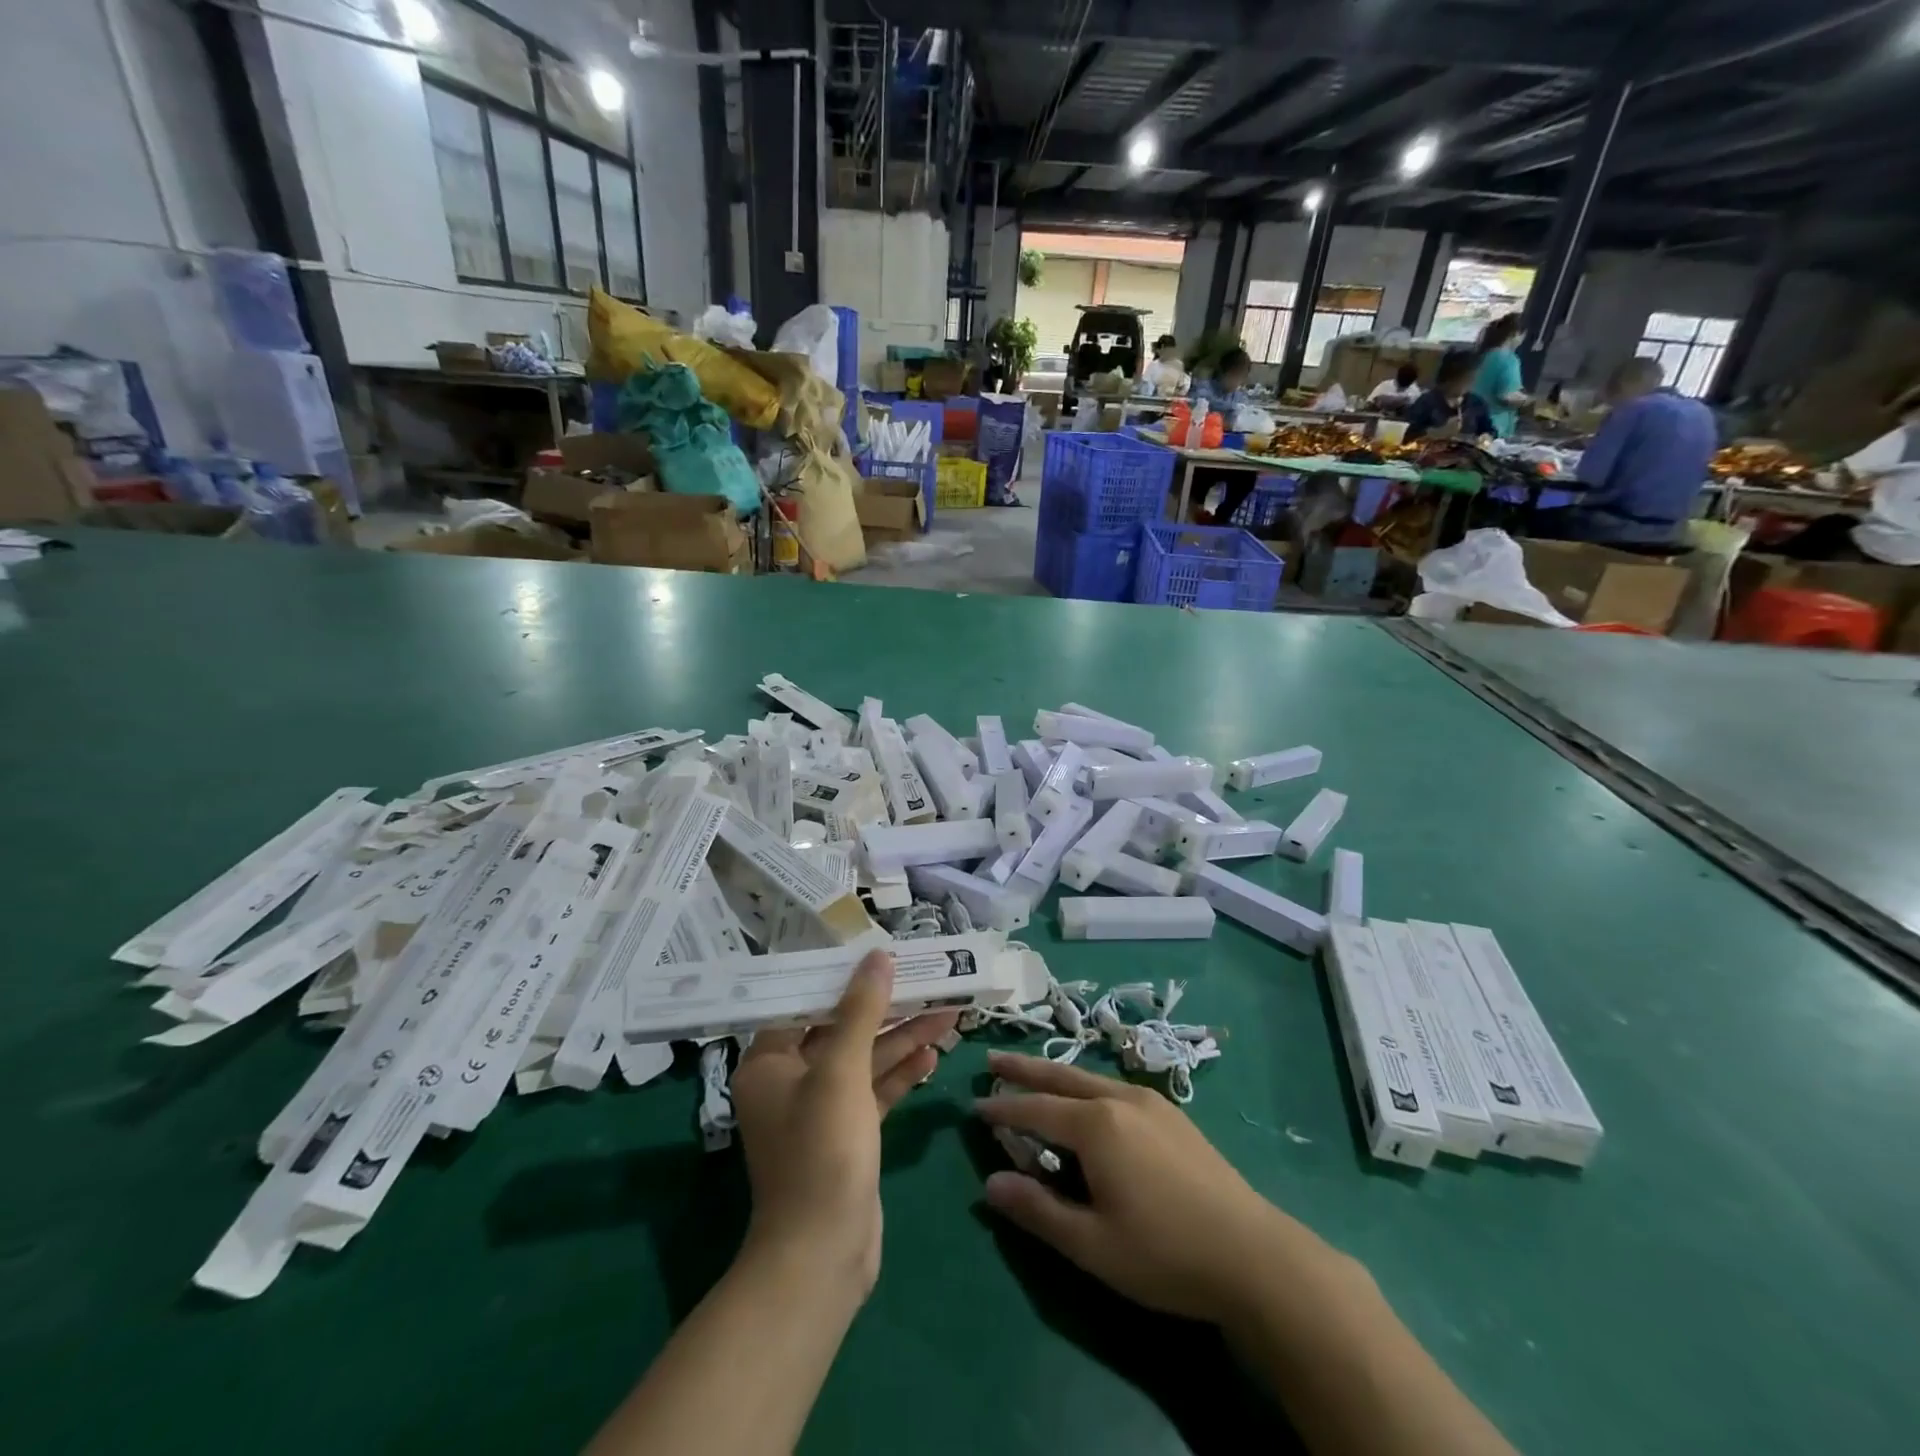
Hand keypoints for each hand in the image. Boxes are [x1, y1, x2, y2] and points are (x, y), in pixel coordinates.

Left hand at [730, 950, 957, 1292]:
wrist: (823, 1255)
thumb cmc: (821, 1153)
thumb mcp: (841, 1073)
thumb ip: (860, 1011)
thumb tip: (877, 956)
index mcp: (769, 1062)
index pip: (804, 1002)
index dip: (841, 976)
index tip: (878, 954)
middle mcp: (790, 1080)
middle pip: (841, 1028)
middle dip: (885, 1007)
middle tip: (925, 980)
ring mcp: (821, 1109)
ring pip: (865, 1059)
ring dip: (903, 1037)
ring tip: (947, 1011)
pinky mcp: (848, 1133)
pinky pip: (875, 1090)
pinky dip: (901, 1073)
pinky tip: (933, 1054)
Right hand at [976, 1051, 1316, 1325]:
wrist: (1253, 1254)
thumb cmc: (1165, 1253)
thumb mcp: (1093, 1244)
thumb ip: (1038, 1210)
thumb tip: (990, 1183)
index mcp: (1096, 1125)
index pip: (1036, 1109)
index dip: (1003, 1109)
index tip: (974, 1105)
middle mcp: (1119, 1099)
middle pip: (1060, 1076)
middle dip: (1024, 1069)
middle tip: (993, 1060)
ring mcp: (1150, 1102)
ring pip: (1090, 1077)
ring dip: (1055, 1074)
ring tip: (1032, 1073)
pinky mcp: (1172, 1114)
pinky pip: (1114, 1087)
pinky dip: (1086, 1085)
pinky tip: (1087, 1098)